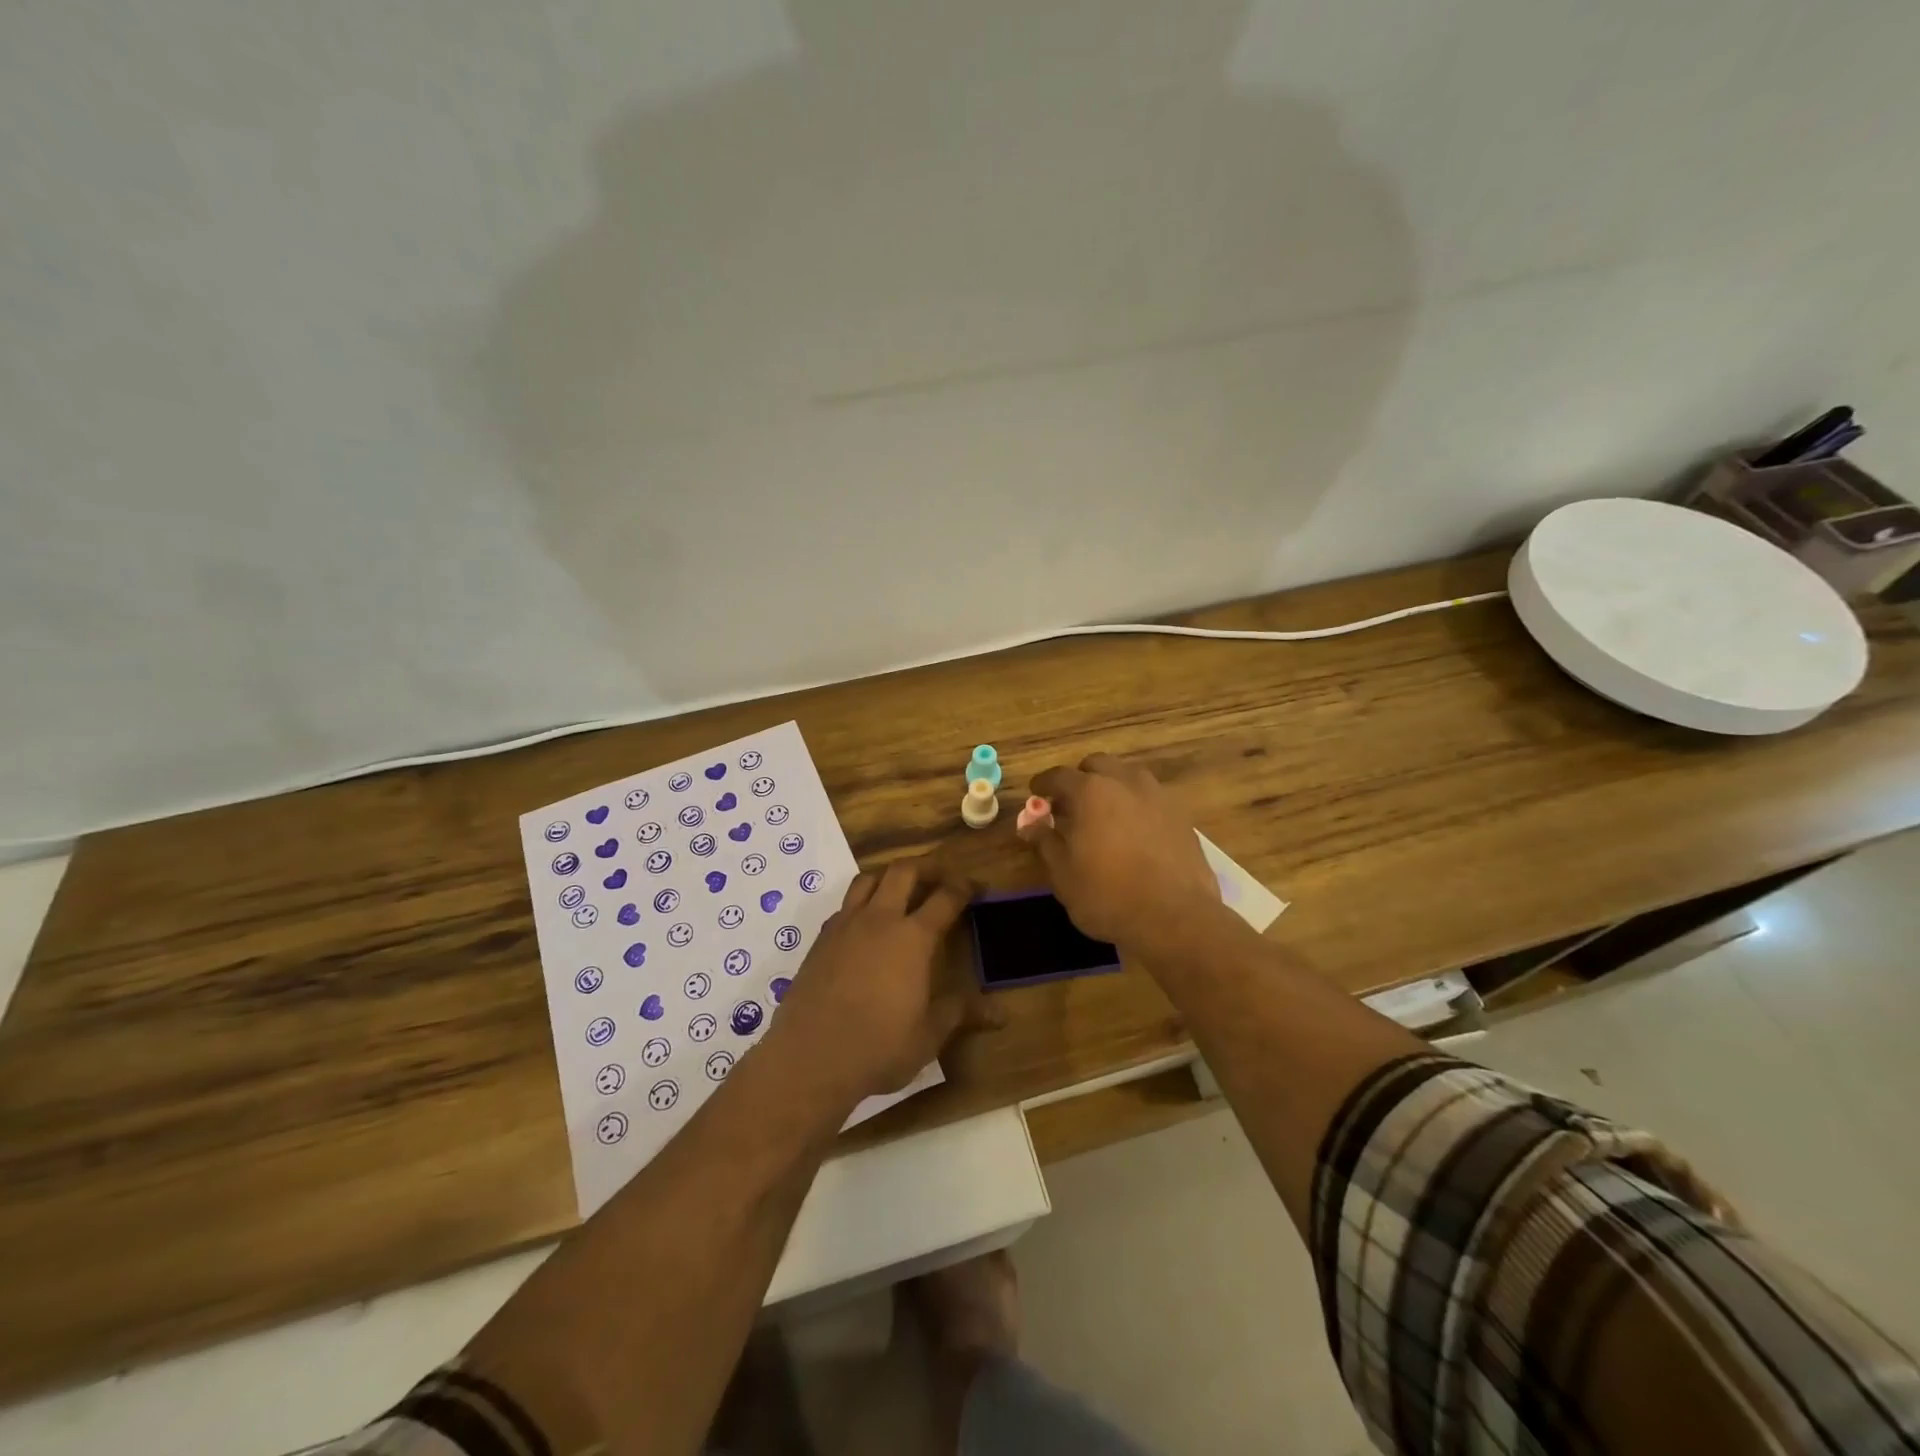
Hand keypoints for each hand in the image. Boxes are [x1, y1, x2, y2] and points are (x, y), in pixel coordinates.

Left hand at [770, 857, 1001, 1100]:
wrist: (810, 1056)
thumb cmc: (879, 1046)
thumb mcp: (928, 1034)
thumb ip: (961, 1013)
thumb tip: (1001, 1014)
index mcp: (913, 938)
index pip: (945, 898)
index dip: (964, 887)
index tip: (976, 885)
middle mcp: (880, 920)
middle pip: (903, 872)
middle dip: (925, 868)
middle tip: (939, 877)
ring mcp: (845, 926)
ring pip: (868, 880)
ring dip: (888, 876)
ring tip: (899, 890)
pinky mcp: (820, 940)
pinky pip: (844, 906)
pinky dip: (860, 903)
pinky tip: (865, 925)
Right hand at [1024, 754, 1224, 956]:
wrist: (1175, 918)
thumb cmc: (1108, 895)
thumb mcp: (1063, 874)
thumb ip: (1045, 842)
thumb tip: (1029, 825)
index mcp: (1091, 791)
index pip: (1059, 776)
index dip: (1043, 784)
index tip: (1036, 794)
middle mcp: (1125, 782)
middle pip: (1097, 765)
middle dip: (1080, 779)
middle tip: (1070, 806)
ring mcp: (1157, 796)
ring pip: (1127, 776)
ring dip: (1111, 787)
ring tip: (1103, 815)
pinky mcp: (1180, 815)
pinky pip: (1150, 797)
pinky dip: (1135, 804)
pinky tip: (1132, 831)